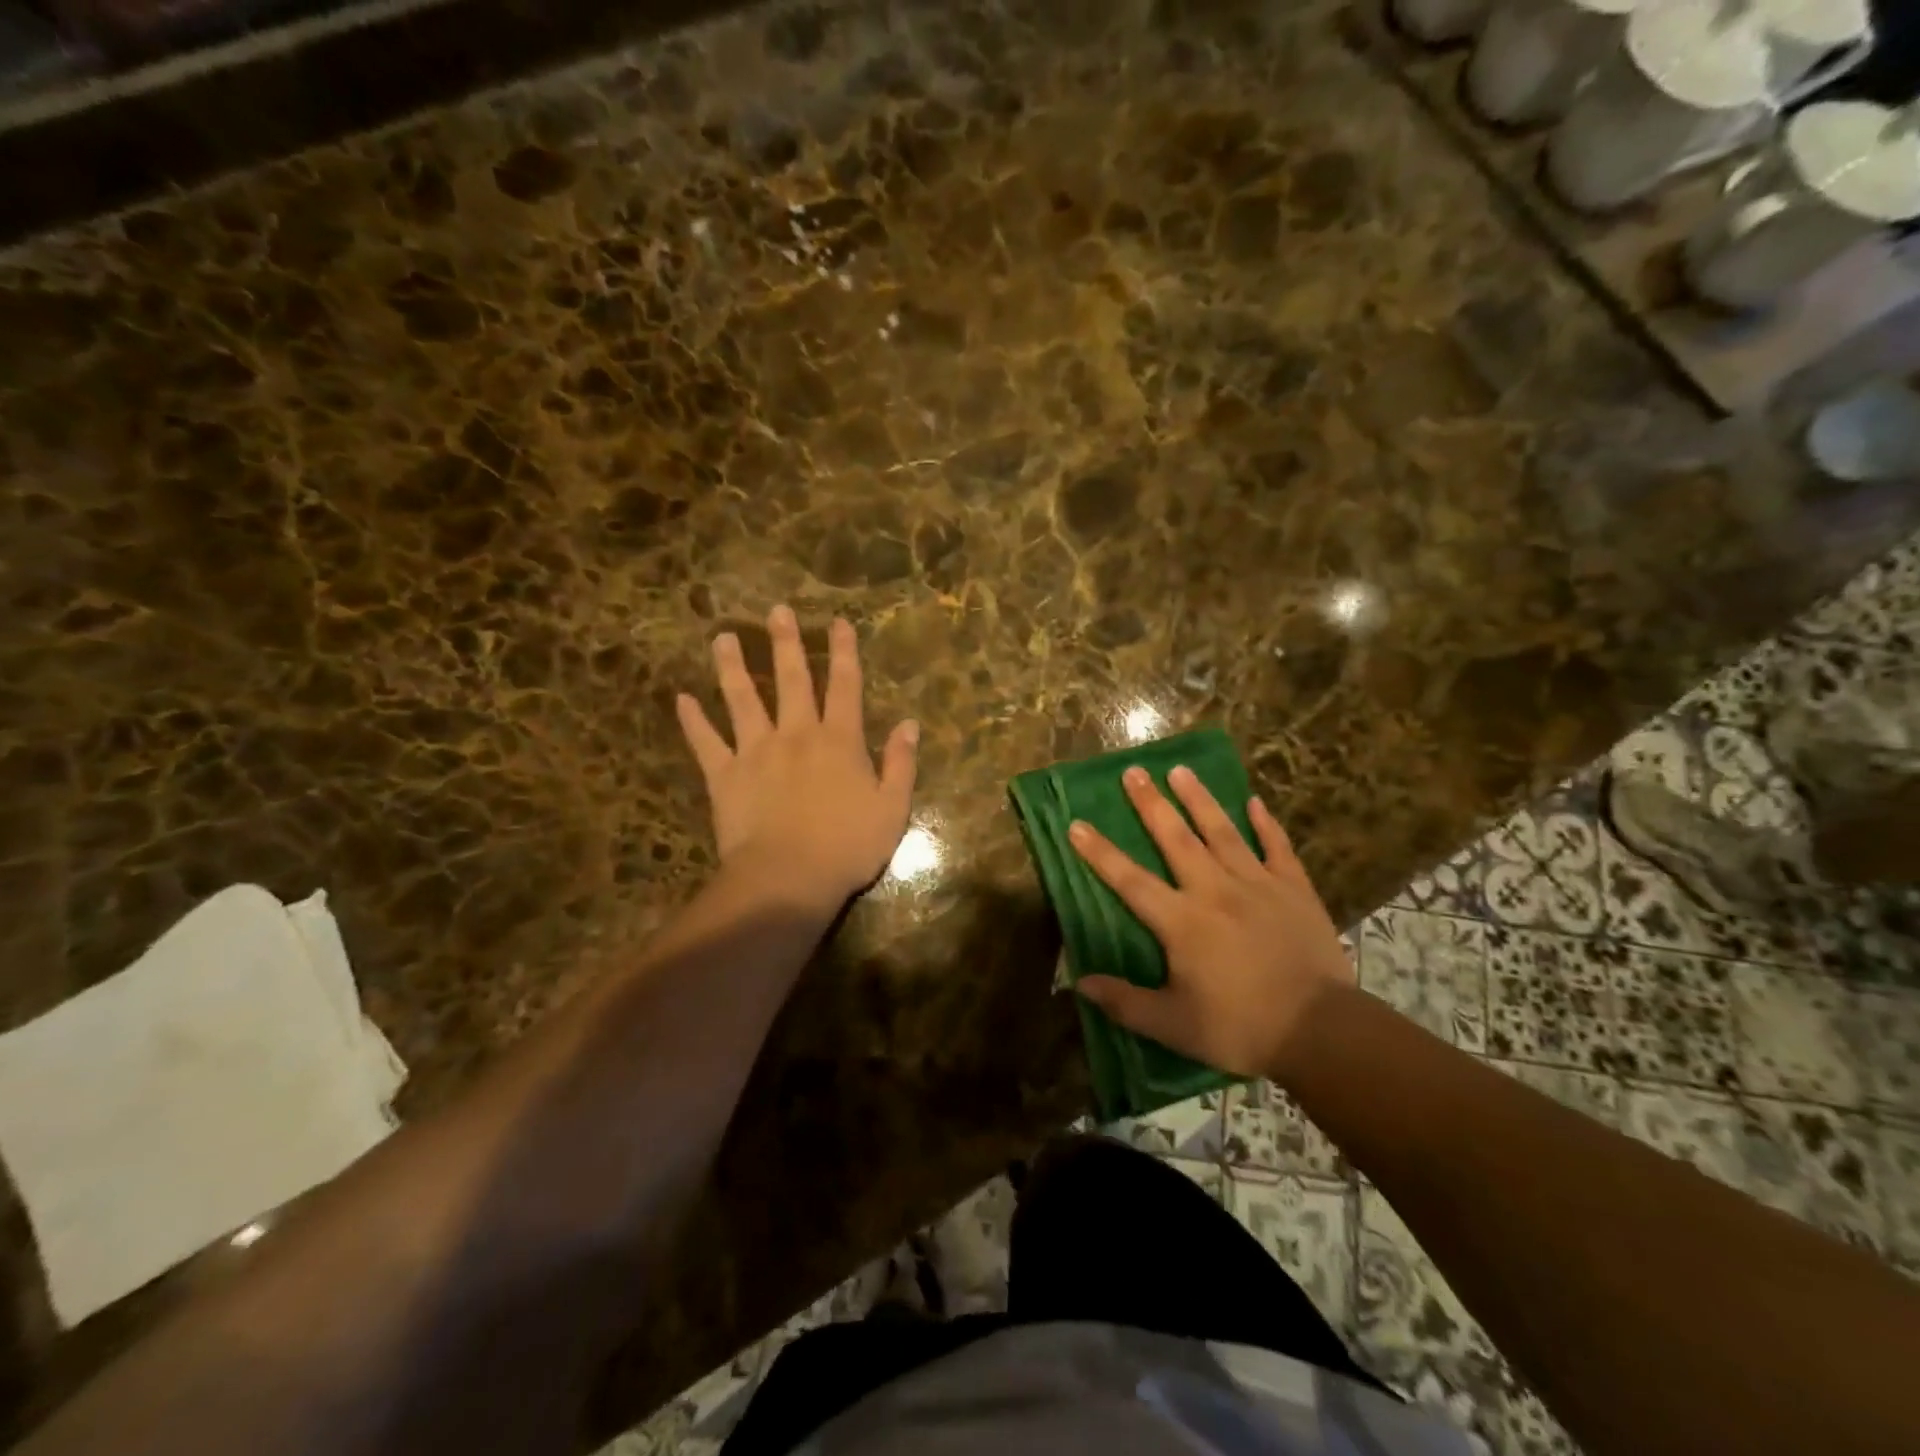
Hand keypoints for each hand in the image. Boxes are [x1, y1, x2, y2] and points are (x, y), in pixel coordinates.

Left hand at [676, 606, 918, 909]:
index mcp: (839, 741)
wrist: (789, 879)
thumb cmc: (848, 847)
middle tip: (776, 610)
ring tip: (723, 637)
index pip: (844, 686)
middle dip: (786, 643)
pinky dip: (693, 720)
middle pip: (791, 680)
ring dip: (733, 666)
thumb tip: (910, 724)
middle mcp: (796, 734)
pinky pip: (705, 742)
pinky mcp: (724, 775)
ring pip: (742, 699)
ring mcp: (756, 751)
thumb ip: (901, 763)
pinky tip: (682, 698)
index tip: (838, 622)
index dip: (844, 652)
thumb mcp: (892, 808)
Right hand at [1069, 765, 1354, 1080]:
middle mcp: (1214, 891)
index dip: (1100, 853)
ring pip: (1222, 831)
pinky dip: (1265, 824)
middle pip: (1176, 839)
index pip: (1130, 880)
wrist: (1322, 1032)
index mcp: (1182, 921)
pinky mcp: (1294, 889)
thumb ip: (1125, 1003)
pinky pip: (1277, 847)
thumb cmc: (1241, 1028)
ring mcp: (1258, 885)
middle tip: (1133, 771)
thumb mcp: (1174, 1026)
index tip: (1076, 824)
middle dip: (1151, 804)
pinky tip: (1254, 802)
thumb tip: (1080, 983)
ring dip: (1199, 799)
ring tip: (1181, 770)